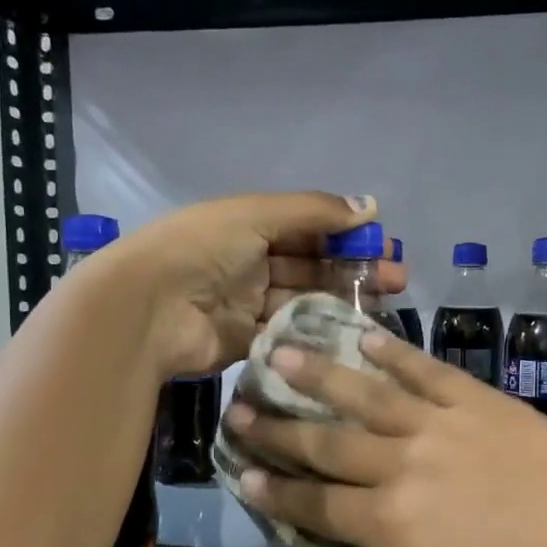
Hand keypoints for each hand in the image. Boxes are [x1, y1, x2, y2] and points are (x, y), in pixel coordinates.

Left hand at [109, 192, 403, 378]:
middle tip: (397, 279)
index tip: (385, 244)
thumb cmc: (201, 249)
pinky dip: (318, 331)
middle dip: (354, 268)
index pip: (308, 227)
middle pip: (312, 265)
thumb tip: (370, 205)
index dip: (346, 233)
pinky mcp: (247, 342)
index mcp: (249, 226)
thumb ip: (314, 211)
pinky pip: (289, 334)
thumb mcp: (257, 215)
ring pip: (306, 300)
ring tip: (385, 303)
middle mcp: (250, 263)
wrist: (148, 310)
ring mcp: (248, 304)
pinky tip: (352, 332)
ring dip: (343, 299)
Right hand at [224, 331, 546, 546]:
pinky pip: (427, 371)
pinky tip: (365, 336)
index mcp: (388, 522)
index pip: (318, 506)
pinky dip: (395, 352)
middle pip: (328, 444)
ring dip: (319, 374)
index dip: (278, 492)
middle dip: (279, 429)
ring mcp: (439, 425)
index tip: (243, 472)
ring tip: (280, 351)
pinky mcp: (477, 401)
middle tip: (239, 407)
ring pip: (366, 395)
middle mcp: (400, 465)